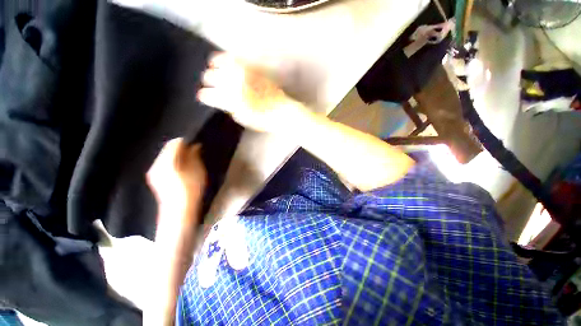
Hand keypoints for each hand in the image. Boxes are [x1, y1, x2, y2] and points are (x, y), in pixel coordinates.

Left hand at [147, 139, 206, 214]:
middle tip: (193, 152)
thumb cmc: (191, 189)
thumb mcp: (198, 171)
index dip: (185, 142)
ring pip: (165, 156)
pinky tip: (181, 168)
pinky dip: (172, 162)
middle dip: (180, 148)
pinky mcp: (154, 178)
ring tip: (188, 160)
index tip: (195, 144)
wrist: (179, 211)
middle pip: (167, 149)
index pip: (174, 144)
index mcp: (167, 162)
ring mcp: (153, 171)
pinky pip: (163, 163)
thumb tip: (195, 146)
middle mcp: (156, 164)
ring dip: (176, 155)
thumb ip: (195, 156)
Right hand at [197, 52, 309, 133]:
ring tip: (213, 71)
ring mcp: (242, 74)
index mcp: (231, 100)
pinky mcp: (250, 68)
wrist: (281, 112)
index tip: (203, 97)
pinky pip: (232, 58)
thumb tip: (218, 98)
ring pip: (217, 65)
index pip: (207, 95)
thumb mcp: (242, 118)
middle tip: (210, 86)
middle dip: (207, 82)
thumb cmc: (262, 120)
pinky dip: (223, 59)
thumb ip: (228, 107)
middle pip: (209, 77)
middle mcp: (234, 84)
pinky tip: (221, 62)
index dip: (203, 96)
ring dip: (213, 69)